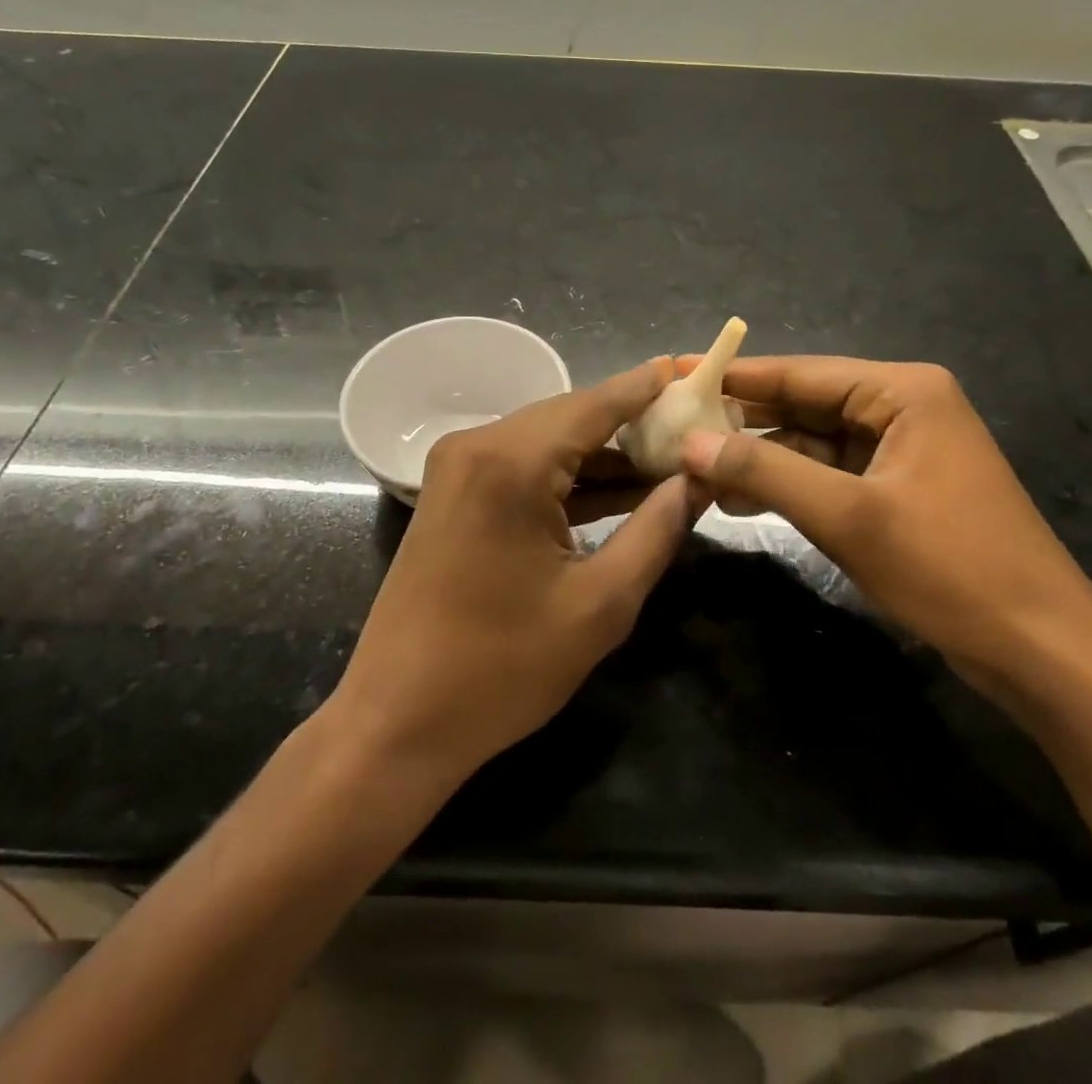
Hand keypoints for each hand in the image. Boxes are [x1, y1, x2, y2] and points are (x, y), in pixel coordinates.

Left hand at [325, 359, 703, 791]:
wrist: (396, 721)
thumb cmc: (502, 669)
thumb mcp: (599, 604)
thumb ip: (655, 530)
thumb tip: (695, 481)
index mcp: (510, 463)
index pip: (595, 404)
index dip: (647, 388)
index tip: (693, 370)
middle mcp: (477, 447)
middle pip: (570, 418)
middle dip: (632, 424)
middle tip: (694, 428)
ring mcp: (458, 469)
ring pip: (547, 442)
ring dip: (603, 455)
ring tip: (670, 462)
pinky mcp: (453, 495)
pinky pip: (523, 469)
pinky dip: (569, 479)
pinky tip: (620, 491)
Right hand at [677, 357, 1091, 687]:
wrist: (1041, 649)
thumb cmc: (949, 568)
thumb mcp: (848, 516)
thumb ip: (765, 472)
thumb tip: (690, 444)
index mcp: (903, 392)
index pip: (801, 373)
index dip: (735, 376)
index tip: (676, 372)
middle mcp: (903, 408)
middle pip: (805, 404)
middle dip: (743, 420)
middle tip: (674, 426)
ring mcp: (903, 450)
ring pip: (813, 442)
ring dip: (761, 457)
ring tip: (694, 467)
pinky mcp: (899, 490)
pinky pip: (831, 474)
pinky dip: (789, 485)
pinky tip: (740, 498)